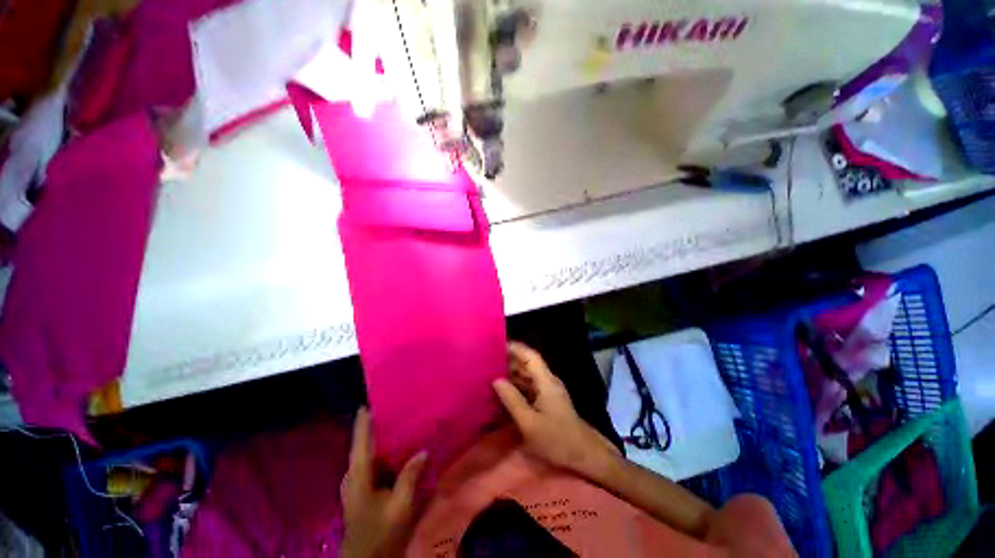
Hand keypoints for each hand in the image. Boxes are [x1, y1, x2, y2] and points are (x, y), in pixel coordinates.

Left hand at [341, 408, 427, 557]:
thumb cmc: (380, 532)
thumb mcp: (399, 506)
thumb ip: (409, 477)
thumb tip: (423, 451)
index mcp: (358, 476)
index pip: (360, 443)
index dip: (362, 423)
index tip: (367, 403)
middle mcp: (353, 477)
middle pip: (363, 447)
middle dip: (375, 428)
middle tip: (393, 411)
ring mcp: (356, 486)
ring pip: (368, 457)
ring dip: (381, 442)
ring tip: (398, 426)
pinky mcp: (362, 492)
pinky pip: (372, 466)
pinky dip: (383, 456)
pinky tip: (397, 453)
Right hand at [492, 342, 618, 478]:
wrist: (584, 456)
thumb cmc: (557, 439)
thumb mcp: (530, 422)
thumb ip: (512, 400)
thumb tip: (496, 380)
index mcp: (546, 381)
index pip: (530, 356)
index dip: (515, 347)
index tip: (497, 344)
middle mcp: (548, 381)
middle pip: (528, 364)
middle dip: (509, 360)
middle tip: (488, 360)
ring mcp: (548, 391)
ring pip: (528, 375)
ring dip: (512, 373)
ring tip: (491, 373)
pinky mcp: (547, 401)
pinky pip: (529, 387)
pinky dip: (517, 386)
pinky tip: (504, 391)